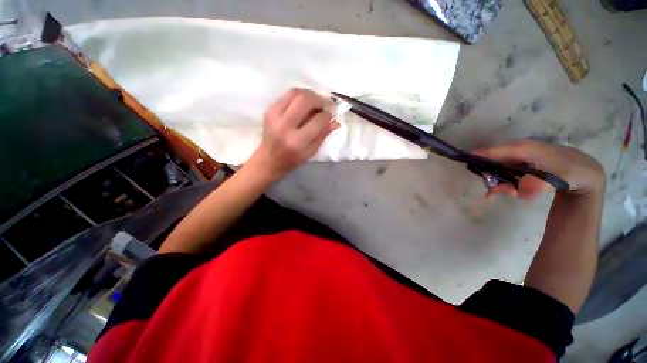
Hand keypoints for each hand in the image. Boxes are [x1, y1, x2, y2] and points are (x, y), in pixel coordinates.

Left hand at [248, 89, 339, 181]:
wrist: (269, 159)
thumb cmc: (293, 158)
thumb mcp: (311, 151)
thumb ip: (323, 135)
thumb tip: (336, 122)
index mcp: (297, 141)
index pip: (318, 120)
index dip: (327, 115)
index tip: (329, 116)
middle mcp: (285, 126)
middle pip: (305, 100)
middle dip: (318, 100)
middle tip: (322, 106)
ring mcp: (275, 116)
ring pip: (295, 92)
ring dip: (308, 94)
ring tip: (313, 103)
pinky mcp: (269, 110)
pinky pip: (287, 95)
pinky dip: (298, 96)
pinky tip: (302, 105)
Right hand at [473, 140, 605, 199]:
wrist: (588, 173)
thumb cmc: (572, 174)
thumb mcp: (559, 181)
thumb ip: (538, 186)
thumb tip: (519, 189)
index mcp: (528, 149)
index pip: (500, 150)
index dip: (482, 154)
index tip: (466, 157)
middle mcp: (522, 150)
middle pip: (497, 159)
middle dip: (490, 173)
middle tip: (490, 189)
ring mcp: (523, 156)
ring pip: (501, 166)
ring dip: (499, 180)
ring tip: (506, 194)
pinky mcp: (525, 163)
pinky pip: (508, 170)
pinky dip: (504, 181)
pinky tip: (504, 191)